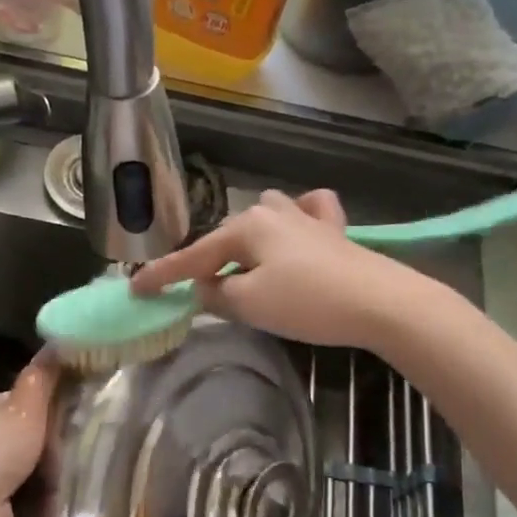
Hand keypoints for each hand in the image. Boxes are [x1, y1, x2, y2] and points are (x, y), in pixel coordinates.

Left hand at [0, 354, 56, 516]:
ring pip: (31, 469)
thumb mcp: (24, 407)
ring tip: (67, 482)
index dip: (46, 407)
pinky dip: (42, 504)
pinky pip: (28, 499)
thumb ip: (42, 378)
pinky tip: (57, 505)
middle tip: (72, 452)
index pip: (18, 400)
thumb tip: (57, 342)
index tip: (73, 415)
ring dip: (51, 478)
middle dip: (52, 447)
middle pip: (27, 436)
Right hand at [130, 190, 408, 347]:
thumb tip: (205, 288)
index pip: (194, 256)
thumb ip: (217, 295)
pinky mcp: (334, 232)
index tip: (136, 289)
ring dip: (248, 239)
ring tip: (244, 266)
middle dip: (209, 262)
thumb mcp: (250, 304)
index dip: (163, 275)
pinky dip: (298, 218)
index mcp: (246, 228)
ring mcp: (306, 218)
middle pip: (227, 237)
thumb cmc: (307, 302)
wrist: (380, 302)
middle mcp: (272, 212)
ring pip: (265, 217)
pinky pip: (309, 213)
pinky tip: (299, 226)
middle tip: (198, 294)